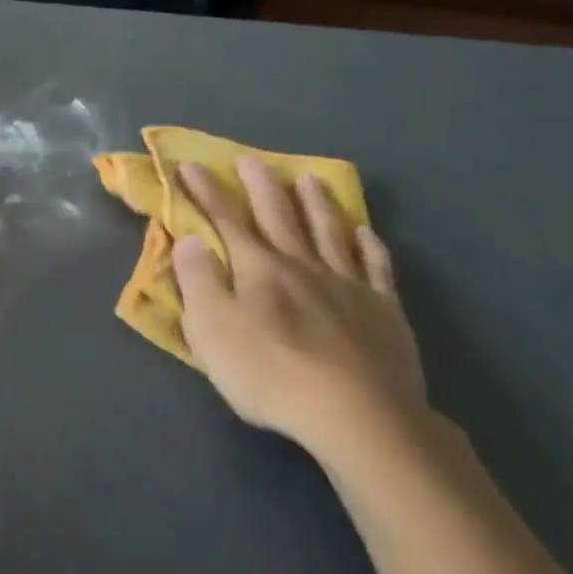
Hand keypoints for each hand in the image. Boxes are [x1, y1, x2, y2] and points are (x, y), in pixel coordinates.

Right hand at [172, 157, 427, 460]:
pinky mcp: (383, 310)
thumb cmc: (270, 373)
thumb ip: (198, 281)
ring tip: (309, 179)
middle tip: (252, 159)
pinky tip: (366, 232)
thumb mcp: (212, 330)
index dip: (207, 192)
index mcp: (258, 269)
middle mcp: (302, 265)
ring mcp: (347, 284)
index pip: (226, 220)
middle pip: (279, 216)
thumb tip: (189, 239)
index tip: (191, 165)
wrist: (356, 413)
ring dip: (316, 203)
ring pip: (329, 231)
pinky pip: (376, 266)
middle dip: (261, 186)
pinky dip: (369, 244)